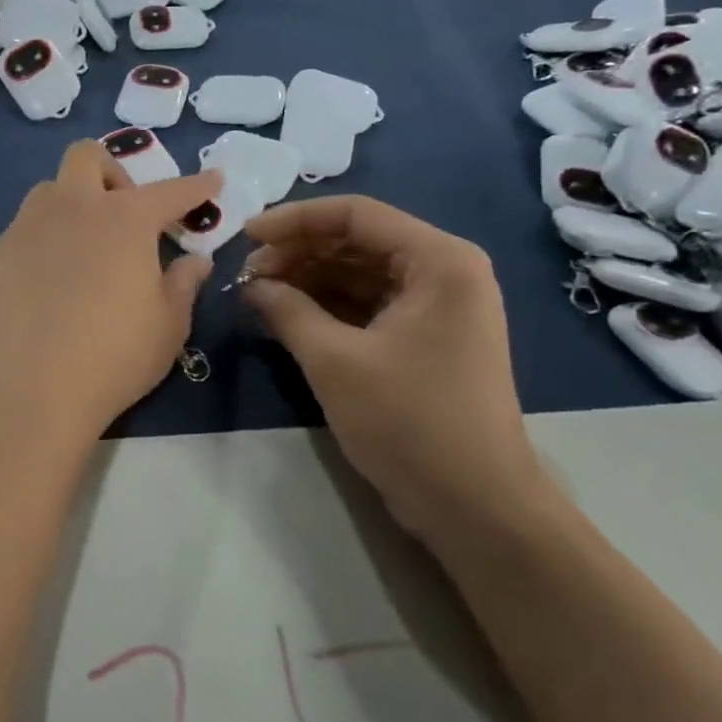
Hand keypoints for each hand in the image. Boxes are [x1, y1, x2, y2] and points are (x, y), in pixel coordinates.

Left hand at [0, 142, 222, 444]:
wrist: (34, 390)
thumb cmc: (115, 357)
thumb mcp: (169, 325)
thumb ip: (184, 283)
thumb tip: (194, 260)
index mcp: (125, 219)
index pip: (170, 191)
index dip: (197, 185)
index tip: (213, 180)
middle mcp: (73, 208)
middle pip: (86, 156)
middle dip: (111, 172)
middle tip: (124, 215)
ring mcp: (26, 227)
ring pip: (49, 191)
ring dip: (72, 204)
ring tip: (82, 247)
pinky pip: (22, 231)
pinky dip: (42, 241)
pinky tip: (45, 282)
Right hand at [240, 196, 554, 546]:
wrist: (475, 506)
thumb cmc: (410, 423)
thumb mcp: (335, 362)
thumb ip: (287, 311)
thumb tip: (251, 286)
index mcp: (439, 260)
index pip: (356, 215)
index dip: (295, 220)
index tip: (245, 237)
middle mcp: (444, 271)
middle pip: (358, 241)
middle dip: (299, 253)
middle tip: (248, 275)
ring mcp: (437, 306)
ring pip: (361, 273)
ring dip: (310, 279)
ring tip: (259, 295)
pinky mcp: (426, 337)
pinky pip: (369, 304)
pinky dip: (328, 306)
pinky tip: (288, 315)